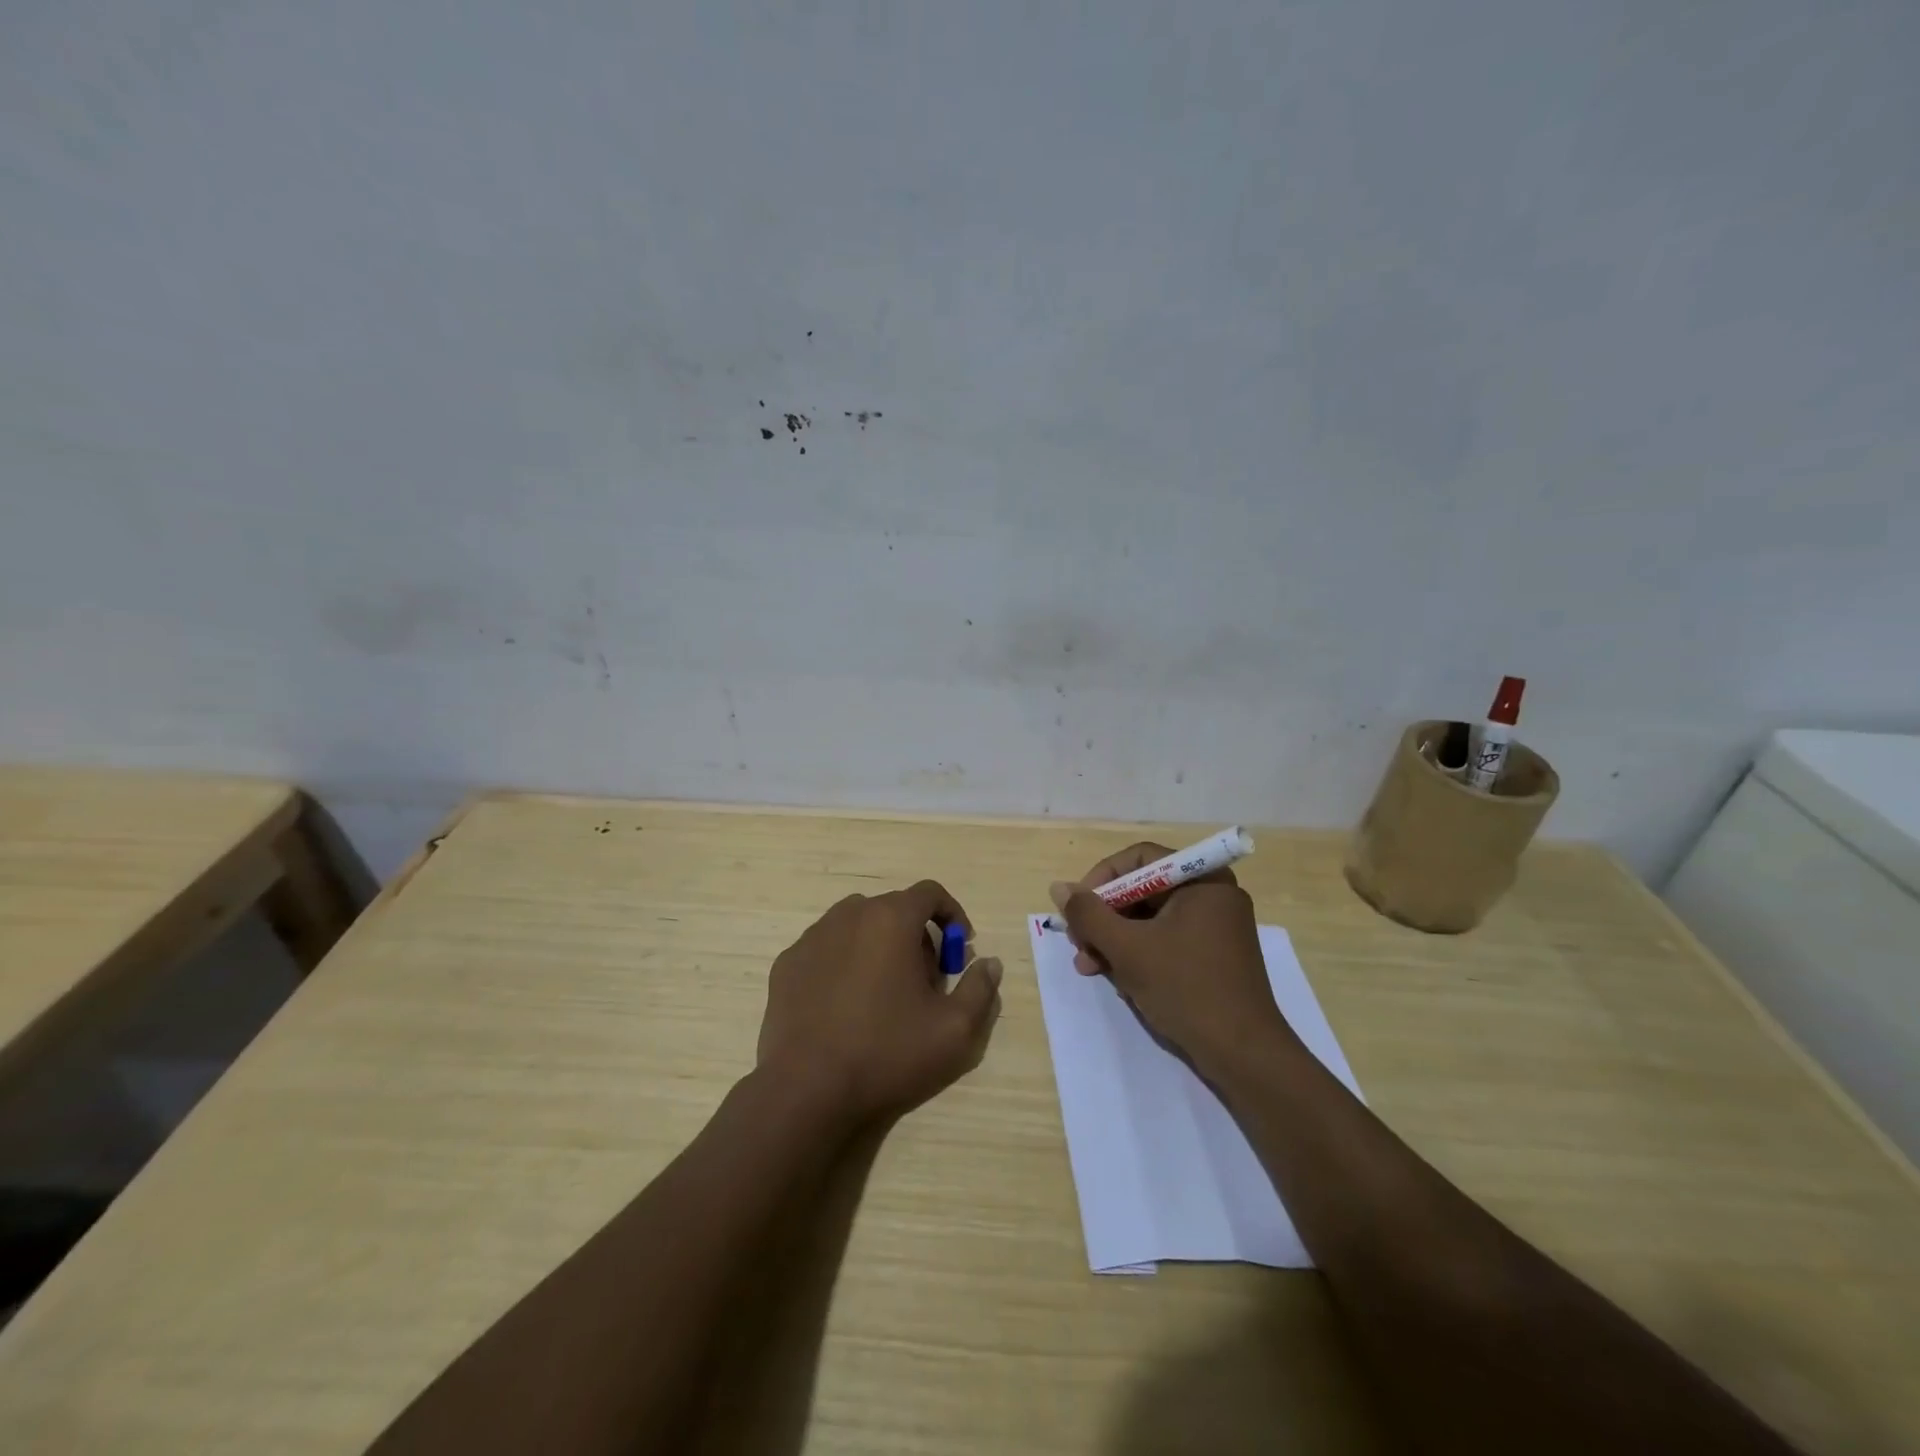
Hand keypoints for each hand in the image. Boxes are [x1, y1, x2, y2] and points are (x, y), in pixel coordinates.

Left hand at [757, 880, 1002, 1126]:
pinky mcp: (787, 964)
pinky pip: (827, 949)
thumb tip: (988, 963)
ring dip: (879, 945)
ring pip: (857, 926)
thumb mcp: (955, 1030)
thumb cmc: (887, 1052)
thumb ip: (981, 989)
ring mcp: (812, 938)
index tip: (959, 949)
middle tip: (926, 980)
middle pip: (893, 909)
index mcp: (891, 919)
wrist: (807, 1090)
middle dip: (917, 935)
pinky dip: (844, 962)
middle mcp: (849, 915)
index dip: (952, 915)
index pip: (930, 893)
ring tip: (886, 991)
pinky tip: (846, 1004)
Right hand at [1051, 844, 1290, 1071]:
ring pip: (1150, 919)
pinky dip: (1138, 954)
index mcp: (1202, 880)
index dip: (1101, 878)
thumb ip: (1089, 914)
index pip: (1139, 859)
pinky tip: (1116, 978)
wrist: (1244, 1055)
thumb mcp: (1128, 948)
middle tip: (1079, 944)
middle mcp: (1212, 895)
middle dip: (1104, 917)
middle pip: (1143, 889)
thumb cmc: (1186, 988)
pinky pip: (1166, 940)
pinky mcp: (1213, 956)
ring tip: (1088, 967)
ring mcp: (1215, 927)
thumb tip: (1059, 887)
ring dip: (1114, 939)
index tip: (1078, 908)